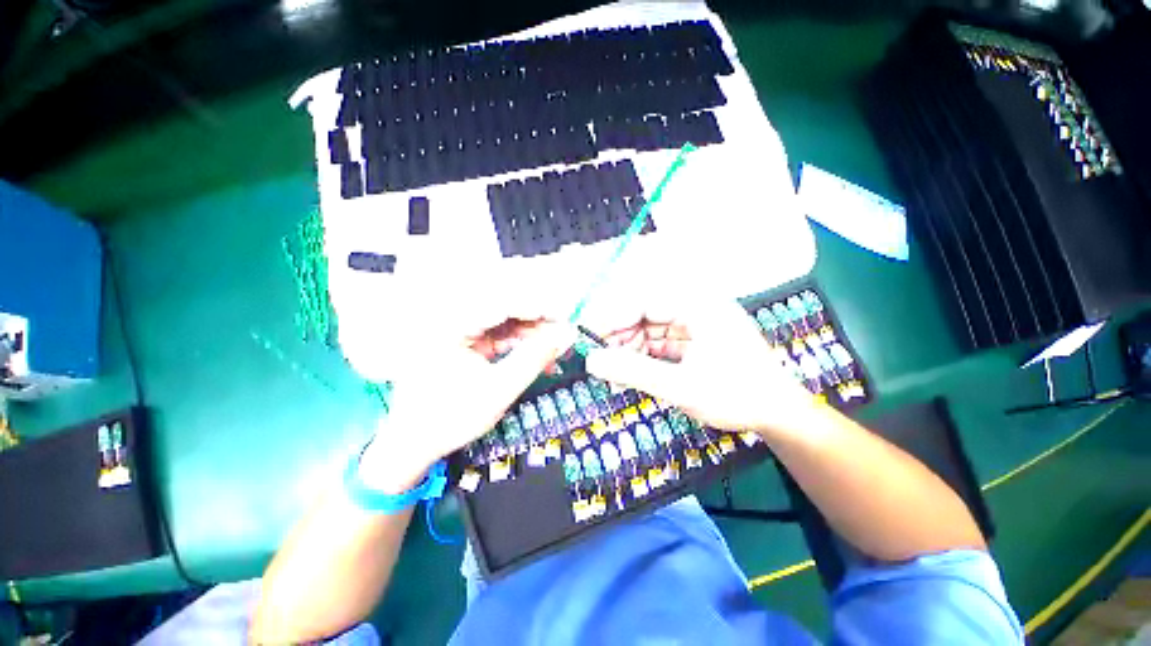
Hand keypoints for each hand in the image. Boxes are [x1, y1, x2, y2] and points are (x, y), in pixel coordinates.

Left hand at [358, 318, 574, 493]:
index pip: (502, 303)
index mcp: (451, 325)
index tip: (566, 319)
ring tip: (555, 351)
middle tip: (564, 338)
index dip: (539, 308)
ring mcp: (458, 330)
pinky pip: (499, 335)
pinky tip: (538, 357)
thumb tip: (567, 334)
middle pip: (505, 310)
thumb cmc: (451, 419)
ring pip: (505, 322)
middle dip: (538, 324)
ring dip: (532, 335)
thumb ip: (535, 358)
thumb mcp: (500, 390)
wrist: (413, 444)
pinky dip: (520, 345)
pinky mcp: (465, 342)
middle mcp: (453, 319)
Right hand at [584, 293, 817, 434]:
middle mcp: (694, 307)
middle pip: (643, 314)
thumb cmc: (737, 396)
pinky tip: (629, 374)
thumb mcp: (681, 387)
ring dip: (628, 350)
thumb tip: (591, 362)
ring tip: (612, 374)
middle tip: (598, 361)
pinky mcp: (692, 339)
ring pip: (648, 330)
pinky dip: (642, 358)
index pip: (642, 301)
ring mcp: (693, 323)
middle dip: (618, 338)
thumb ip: (633, 372)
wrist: (779, 415)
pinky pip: (658, 343)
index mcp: (697, 305)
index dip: (611, 318)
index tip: (586, 336)